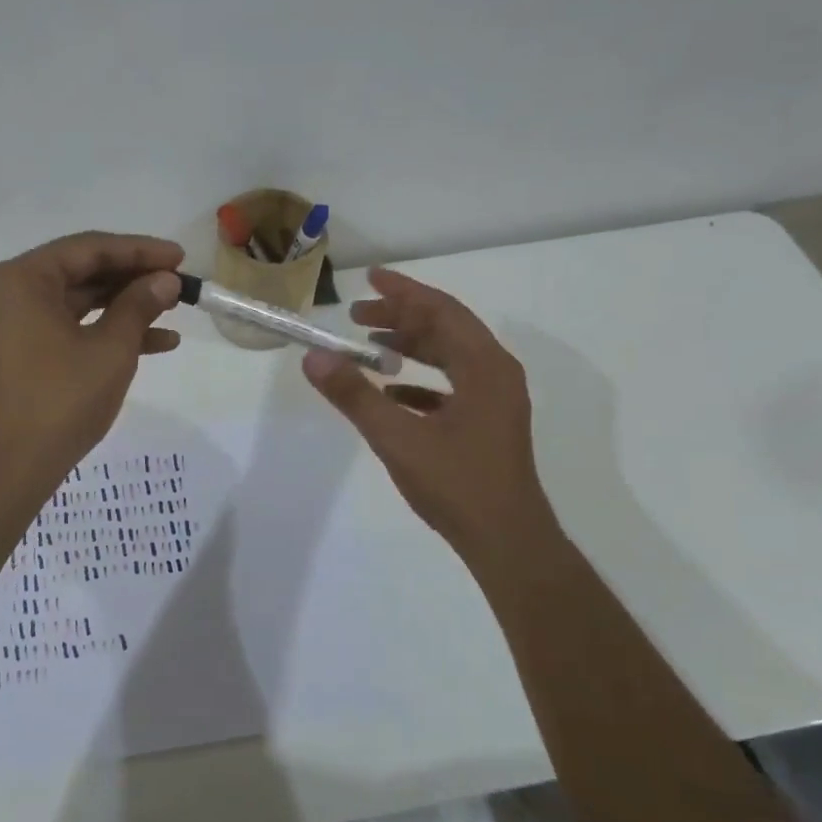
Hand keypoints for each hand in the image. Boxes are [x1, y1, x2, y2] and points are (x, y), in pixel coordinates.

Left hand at [0, 231, 184, 473]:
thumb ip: (139, 305)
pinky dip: (106, 332)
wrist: (8, 467)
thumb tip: (166, 280)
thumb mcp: (110, 349)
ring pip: (79, 302)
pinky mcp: (22, 353)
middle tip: (179, 284)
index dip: (140, 250)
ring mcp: (14, 324)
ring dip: (126, 306)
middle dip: (134, 278)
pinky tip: (157, 343)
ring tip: (175, 310)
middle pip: (83, 271)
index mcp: (23, 278)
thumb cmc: (59, 399)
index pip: (90, 248)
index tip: (180, 257)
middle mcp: (12, 292)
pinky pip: (69, 328)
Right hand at [302, 267, 562, 564]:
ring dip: (410, 347)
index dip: (404, 293)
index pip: (441, 312)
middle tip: (357, 315)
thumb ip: (354, 395)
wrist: (507, 542)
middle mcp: (496, 374)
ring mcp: (495, 401)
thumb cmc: (457, 485)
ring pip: (449, 357)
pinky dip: (420, 381)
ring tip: (369, 347)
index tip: (369, 279)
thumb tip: (314, 357)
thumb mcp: (397, 438)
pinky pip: (452, 386)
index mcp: (484, 367)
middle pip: (446, 329)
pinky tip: (390, 393)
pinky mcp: (487, 424)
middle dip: (402, 318)